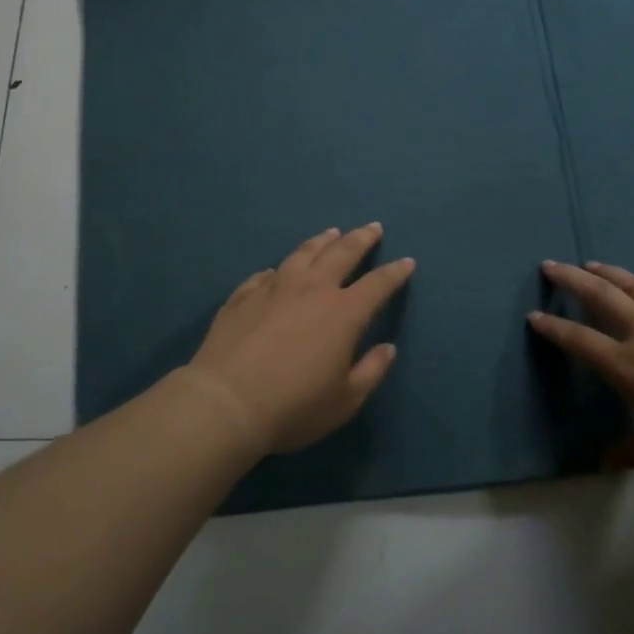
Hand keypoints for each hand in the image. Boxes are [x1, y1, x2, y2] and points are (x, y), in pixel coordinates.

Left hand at [185, 224, 415, 454]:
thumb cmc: (294, 406)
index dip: (394, 273)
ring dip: (321, 242)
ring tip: (331, 233)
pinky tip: (277, 270)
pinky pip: (265, 275)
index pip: (377, 284)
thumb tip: (387, 348)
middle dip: (361, 239)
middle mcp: (311, 289)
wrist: (226, 402)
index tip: (407, 262)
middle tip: (372, 227)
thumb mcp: (345, 401)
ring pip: (303, 254)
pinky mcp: (243, 296)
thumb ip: (370, 371)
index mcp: (343, 313)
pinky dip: (278, 270)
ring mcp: (274, 288)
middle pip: (341, 253)